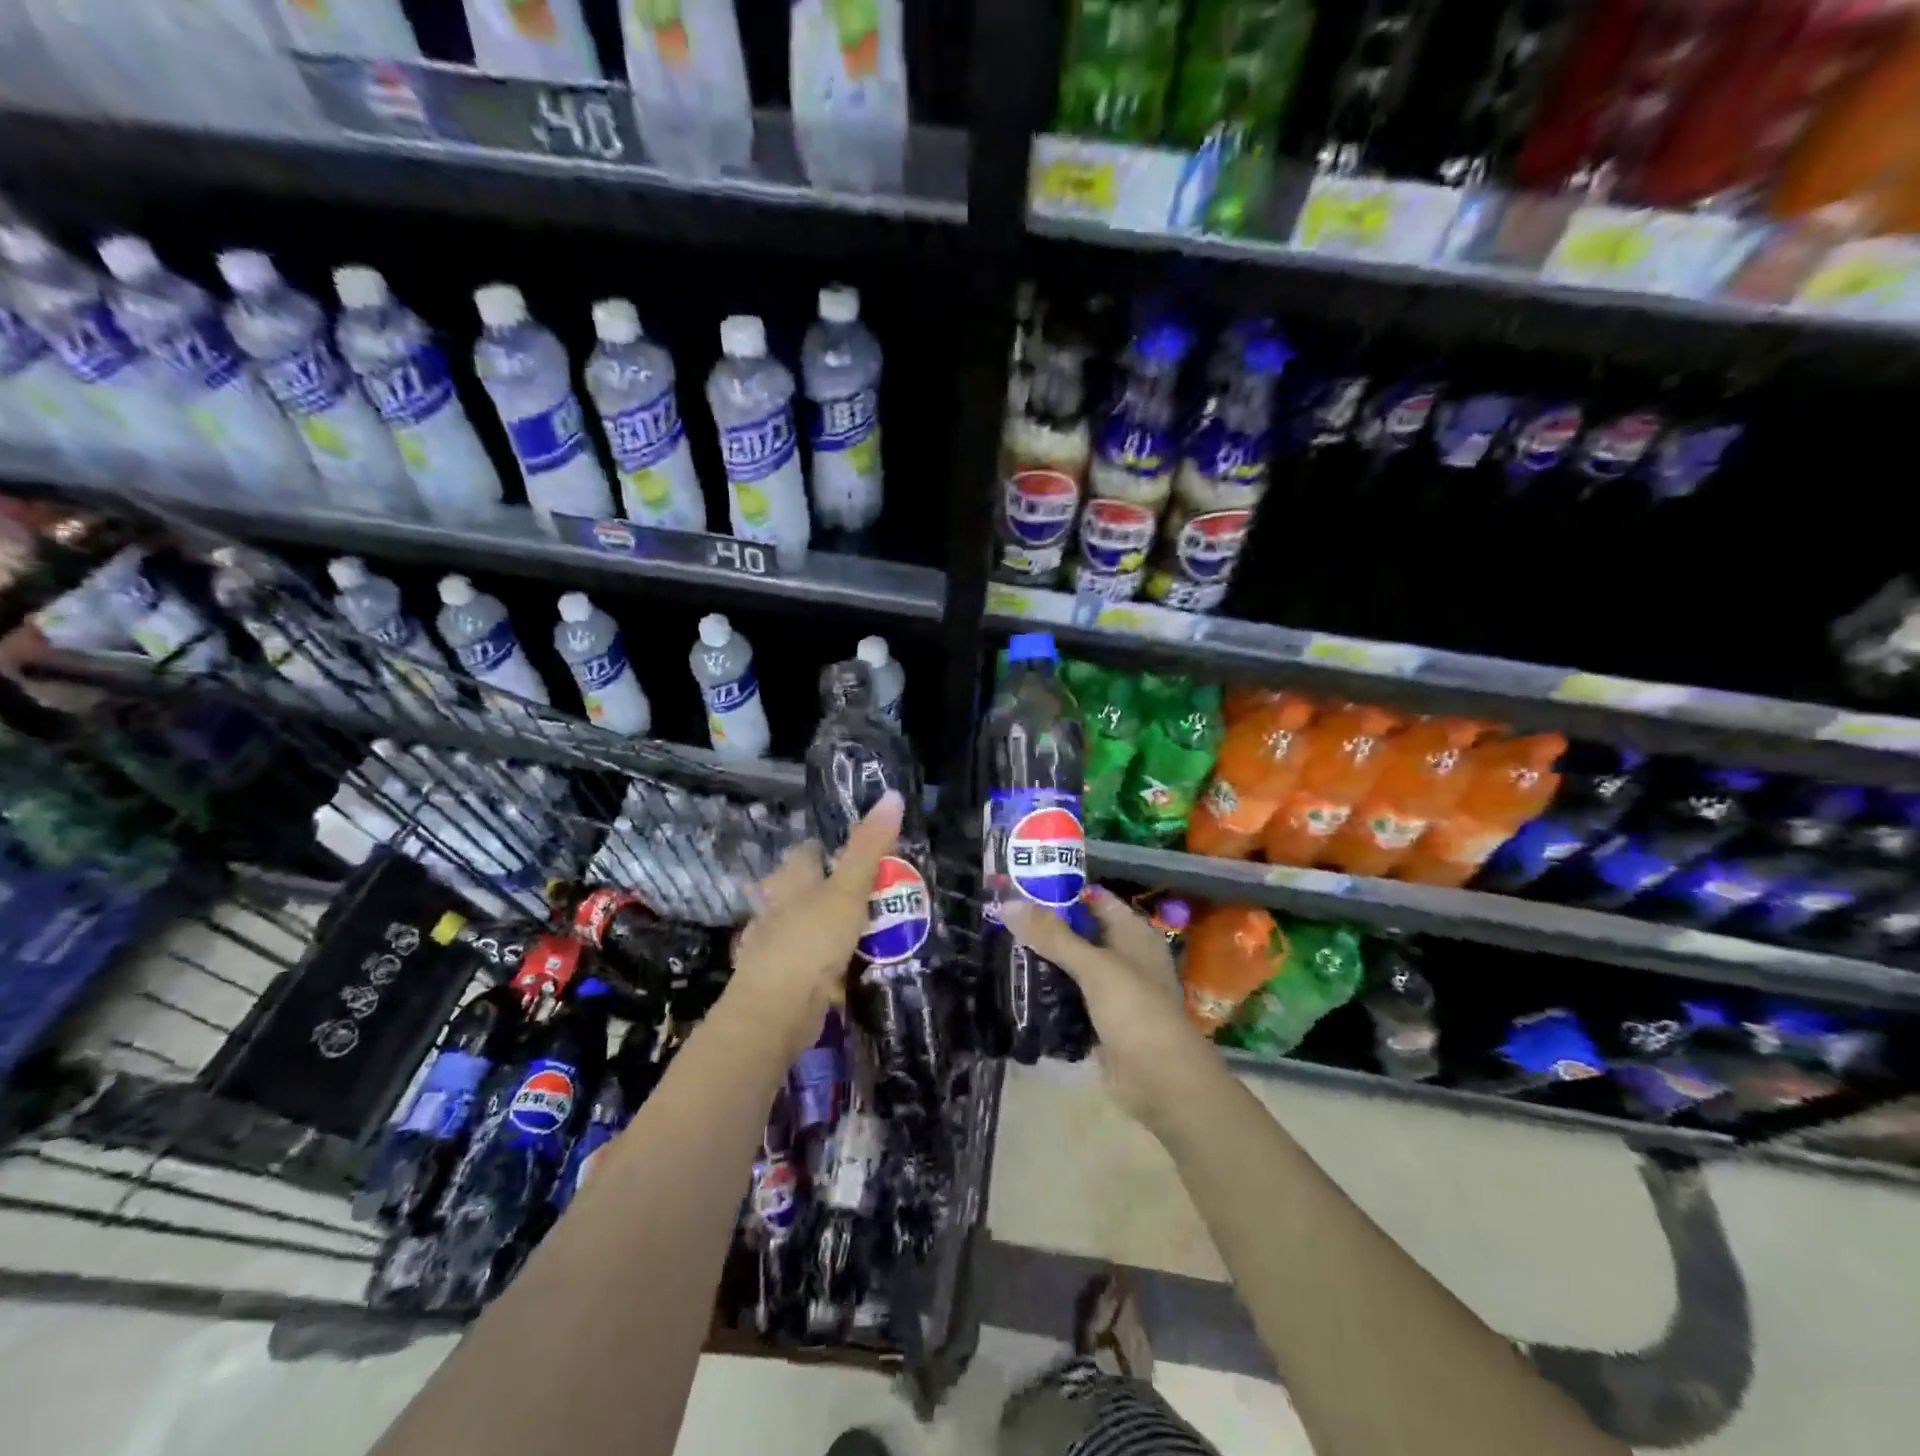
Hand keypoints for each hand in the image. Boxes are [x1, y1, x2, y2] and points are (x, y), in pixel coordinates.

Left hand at [726, 790, 903, 1055]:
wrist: (776, 1012)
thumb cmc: (811, 941)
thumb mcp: (849, 889)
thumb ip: (870, 847)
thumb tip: (893, 794)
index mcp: (791, 881)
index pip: (807, 852)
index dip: (828, 848)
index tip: (855, 853)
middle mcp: (776, 908)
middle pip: (800, 889)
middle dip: (825, 889)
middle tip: (866, 894)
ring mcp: (774, 946)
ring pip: (802, 926)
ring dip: (823, 927)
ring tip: (861, 931)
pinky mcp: (780, 980)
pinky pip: (805, 962)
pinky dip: (822, 963)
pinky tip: (842, 970)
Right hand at [1001, 887, 1217, 1128]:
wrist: (1162, 1082)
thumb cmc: (1135, 1011)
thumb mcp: (1094, 966)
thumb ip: (1052, 935)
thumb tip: (1008, 903)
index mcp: (1132, 933)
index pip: (1093, 898)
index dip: (1060, 890)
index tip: (1019, 887)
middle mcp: (1124, 956)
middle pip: (1079, 932)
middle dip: (1044, 928)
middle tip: (1001, 920)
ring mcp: (1113, 990)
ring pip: (1072, 966)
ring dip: (1043, 961)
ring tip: (1000, 949)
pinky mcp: (1101, 1021)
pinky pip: (1069, 999)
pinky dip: (1048, 994)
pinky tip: (1017, 988)